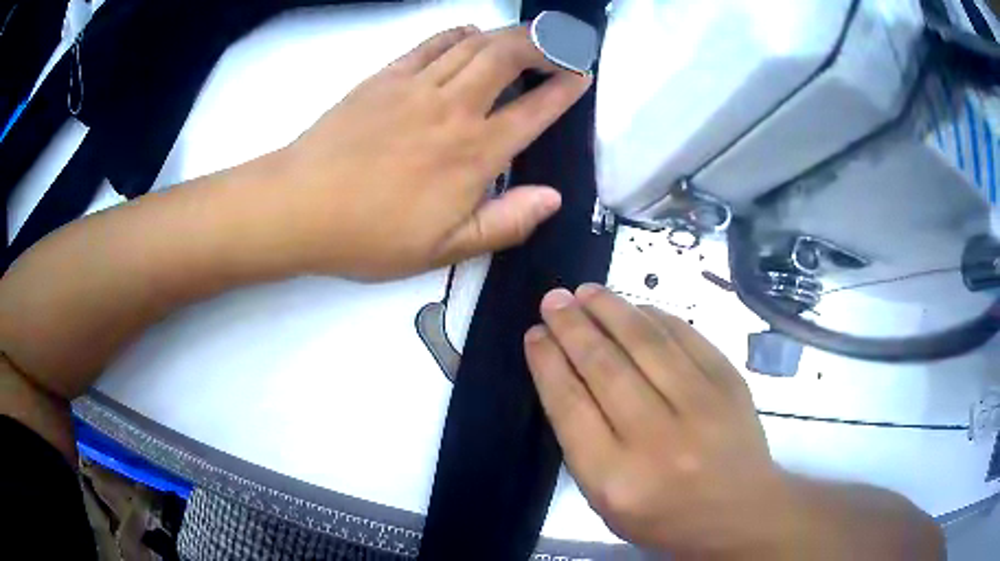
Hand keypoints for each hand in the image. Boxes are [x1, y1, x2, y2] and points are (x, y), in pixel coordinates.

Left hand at [273, 25, 591, 279]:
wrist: (299, 206)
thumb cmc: (369, 235)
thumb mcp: (442, 250)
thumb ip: (503, 223)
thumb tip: (552, 198)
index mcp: (472, 154)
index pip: (534, 110)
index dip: (564, 89)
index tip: (582, 76)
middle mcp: (453, 109)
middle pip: (509, 56)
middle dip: (544, 44)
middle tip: (560, 47)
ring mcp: (417, 86)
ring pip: (475, 43)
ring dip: (508, 34)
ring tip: (527, 36)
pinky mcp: (386, 77)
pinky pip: (431, 44)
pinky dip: (458, 33)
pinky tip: (470, 34)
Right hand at [524, 284, 796, 557]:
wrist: (740, 512)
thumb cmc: (666, 516)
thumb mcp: (607, 500)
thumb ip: (583, 444)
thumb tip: (567, 376)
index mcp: (615, 478)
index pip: (570, 406)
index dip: (548, 363)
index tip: (535, 335)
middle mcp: (656, 438)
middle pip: (605, 367)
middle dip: (572, 327)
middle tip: (554, 300)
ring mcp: (700, 405)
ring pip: (646, 342)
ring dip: (610, 309)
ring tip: (586, 292)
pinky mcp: (729, 383)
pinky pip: (686, 337)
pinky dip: (656, 317)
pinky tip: (636, 308)